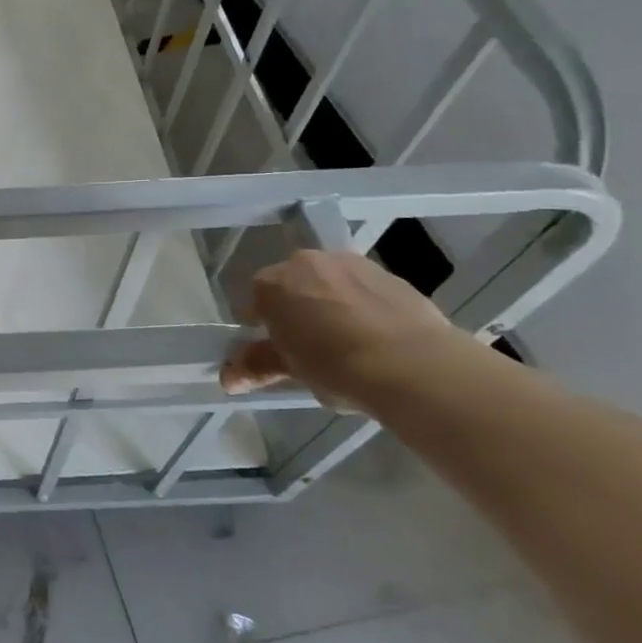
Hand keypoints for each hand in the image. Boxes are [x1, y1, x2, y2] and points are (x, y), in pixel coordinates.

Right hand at [221, 250, 466, 409]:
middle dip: (297, 308)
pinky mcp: (390, 274)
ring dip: (331, 303)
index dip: (262, 325)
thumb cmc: (336, 366)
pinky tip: (378, 336)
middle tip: (310, 344)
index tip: (276, 347)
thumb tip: (227, 379)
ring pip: (329, 282)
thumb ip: (257, 365)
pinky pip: (364, 288)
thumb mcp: (291, 370)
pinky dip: (364, 305)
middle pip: (292, 284)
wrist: (414, 365)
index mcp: (272, 283)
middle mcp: (306, 263)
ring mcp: (350, 264)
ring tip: (348, 341)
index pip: (255, 300)